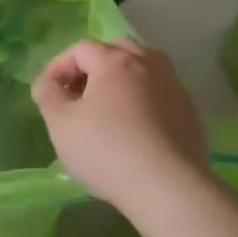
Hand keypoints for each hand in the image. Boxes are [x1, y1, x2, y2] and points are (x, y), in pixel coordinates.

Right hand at [32, 38, 208, 217]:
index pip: (81, 48)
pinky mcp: (190, 112)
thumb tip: (47, 82)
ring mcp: (174, 87)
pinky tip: (135, 127)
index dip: (59, 65)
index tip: (50, 92)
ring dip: (122, 78)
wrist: (168, 187)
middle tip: (80, 92)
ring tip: (108, 106)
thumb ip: (48, 95)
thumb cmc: (106, 150)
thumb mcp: (61, 124)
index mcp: (115, 62)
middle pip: (118, 48)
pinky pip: (161, 92)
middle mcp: (148, 64)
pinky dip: (144, 98)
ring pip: (145, 67)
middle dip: (94, 64)